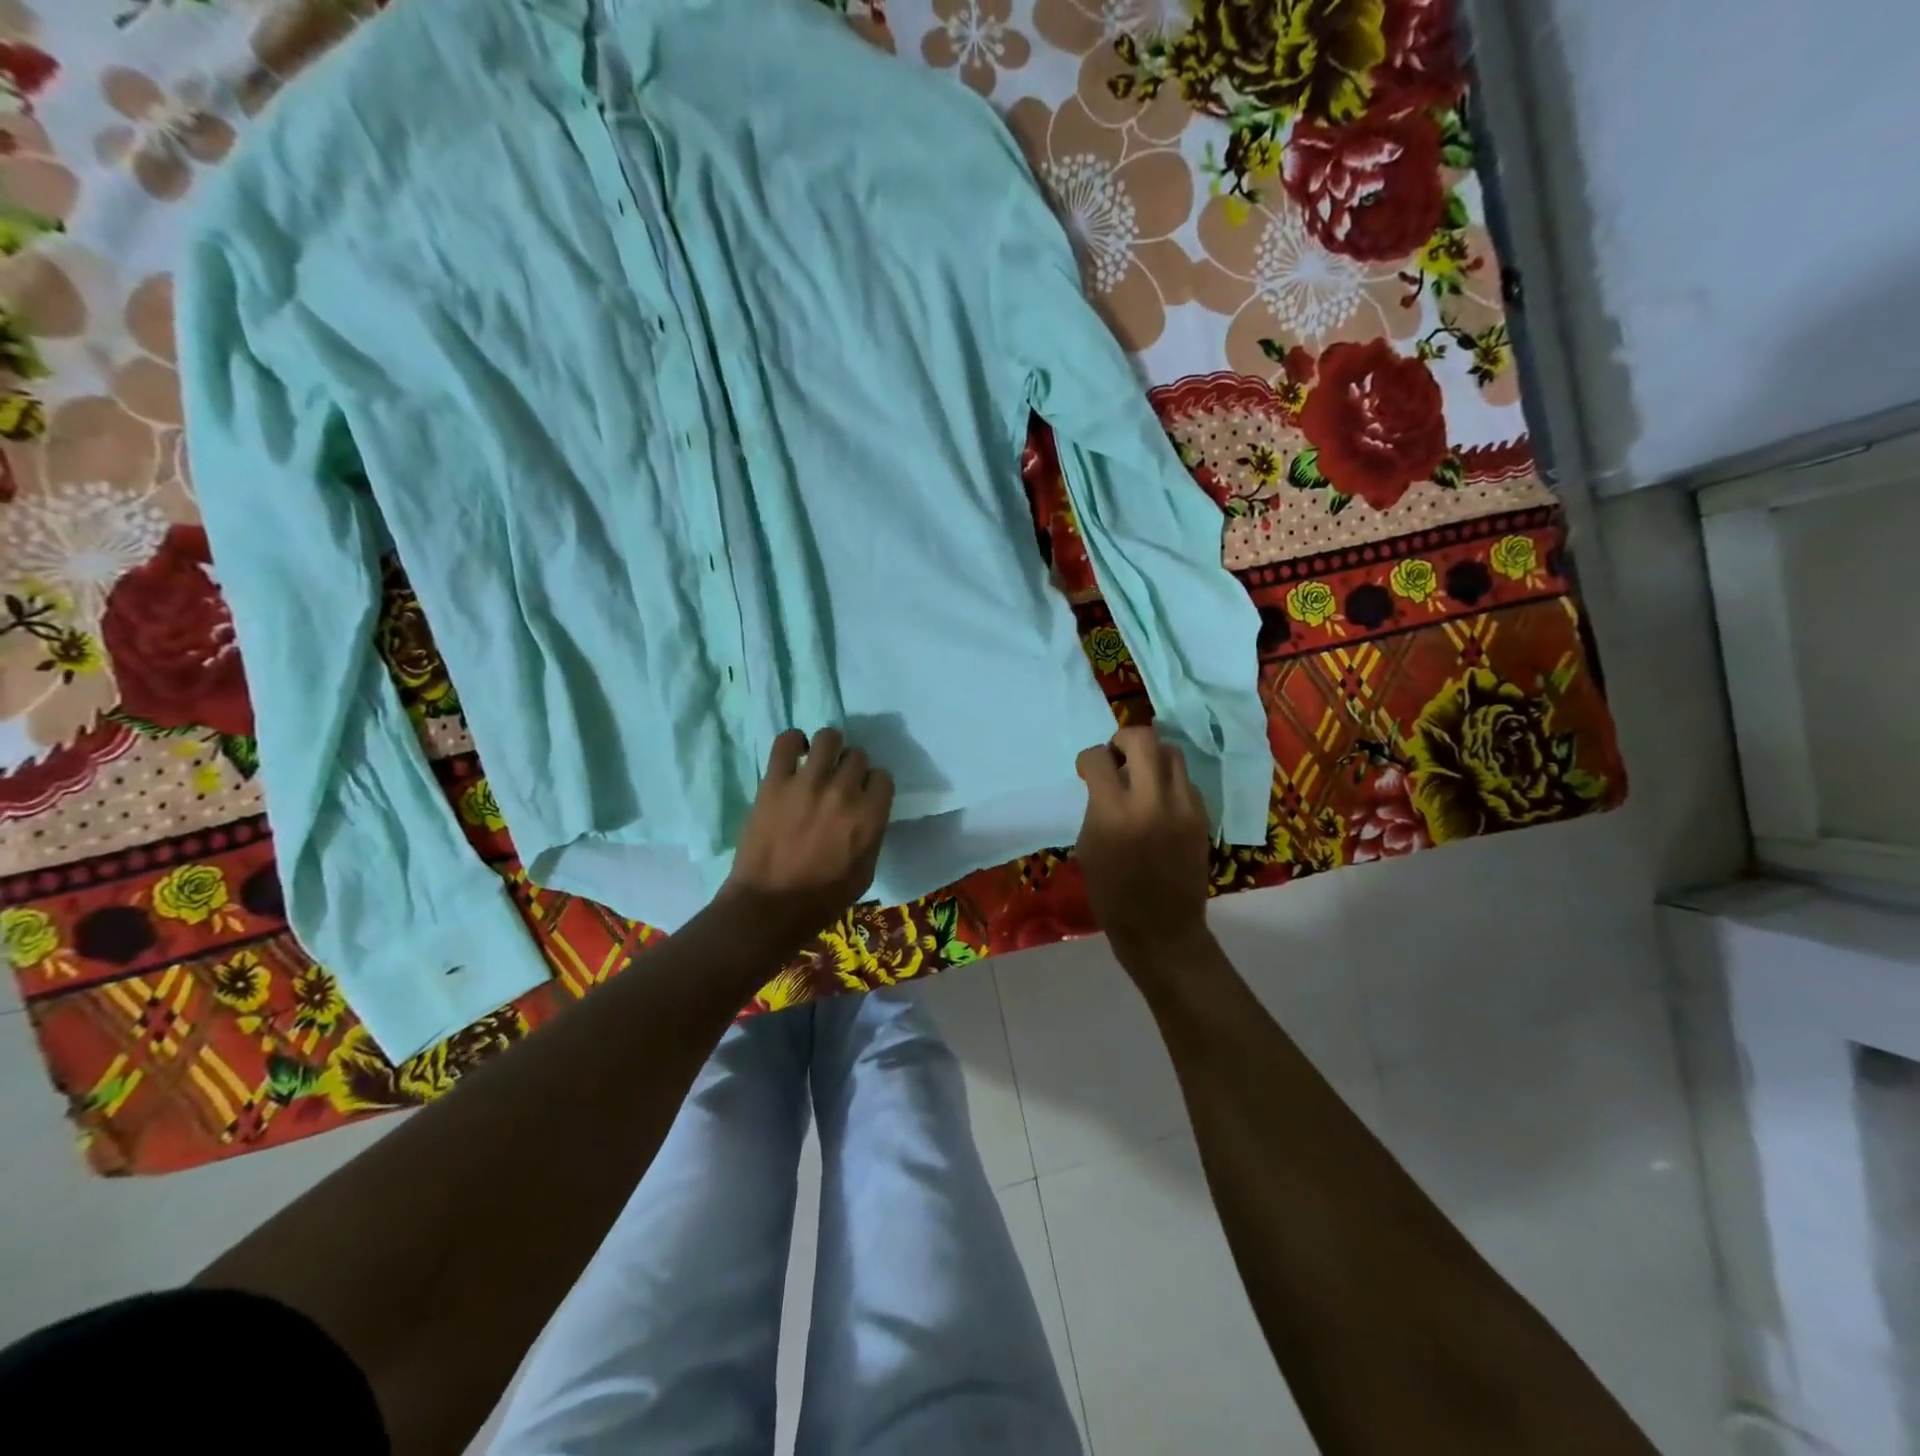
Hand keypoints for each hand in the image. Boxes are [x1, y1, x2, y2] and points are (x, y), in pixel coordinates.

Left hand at [721, 728, 894, 947]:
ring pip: (828, 738)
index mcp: (870, 815)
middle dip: (851, 768)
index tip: (864, 795)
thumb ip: (872, 834)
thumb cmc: (822, 900)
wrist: (769, 907)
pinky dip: (793, 741)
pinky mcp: (774, 782)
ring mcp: (808, 783)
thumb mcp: (865, 872)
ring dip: (828, 747)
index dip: (873, 785)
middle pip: (857, 756)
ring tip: (819, 760)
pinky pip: (786, 741)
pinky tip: (794, 753)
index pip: (883, 777)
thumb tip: (867, 813)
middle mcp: (844, 791)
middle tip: (839, 783)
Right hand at [1074, 725, 1211, 960]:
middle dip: (1123, 739)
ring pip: (1171, 752)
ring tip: (1141, 776)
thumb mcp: (1088, 847)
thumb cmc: (1112, 894)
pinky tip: (1159, 802)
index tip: (1086, 771)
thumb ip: (1097, 806)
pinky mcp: (1202, 816)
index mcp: (1114, 812)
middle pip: (1143, 738)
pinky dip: (1169, 782)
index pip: (1098, 757)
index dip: (1087, 759)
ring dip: (1151, 756)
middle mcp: (1152, 800)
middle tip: (1116, 757)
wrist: (1161, 929)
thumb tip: (1106, 781)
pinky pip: (1185, 781)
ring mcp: (1183, 806)